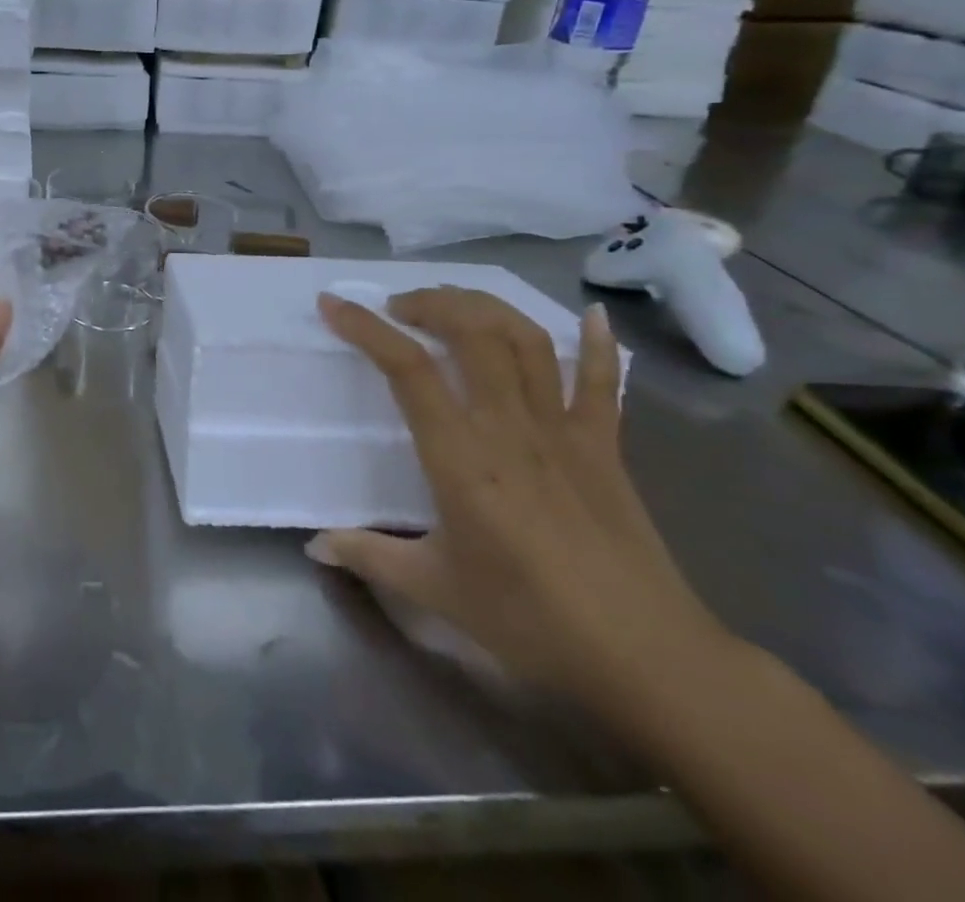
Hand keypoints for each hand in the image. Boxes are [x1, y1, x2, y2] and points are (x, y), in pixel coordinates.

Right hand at [308, 287, 732, 712]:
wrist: (648, 659)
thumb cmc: (531, 621)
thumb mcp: (436, 590)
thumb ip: (369, 556)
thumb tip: (316, 547)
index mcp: (461, 456)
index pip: (407, 369)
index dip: (366, 328)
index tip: (333, 305)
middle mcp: (509, 427)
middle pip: (472, 333)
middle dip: (431, 304)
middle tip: (399, 308)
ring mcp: (563, 431)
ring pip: (526, 342)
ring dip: (487, 308)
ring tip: (454, 304)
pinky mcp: (605, 447)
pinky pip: (602, 384)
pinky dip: (596, 344)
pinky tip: (590, 314)